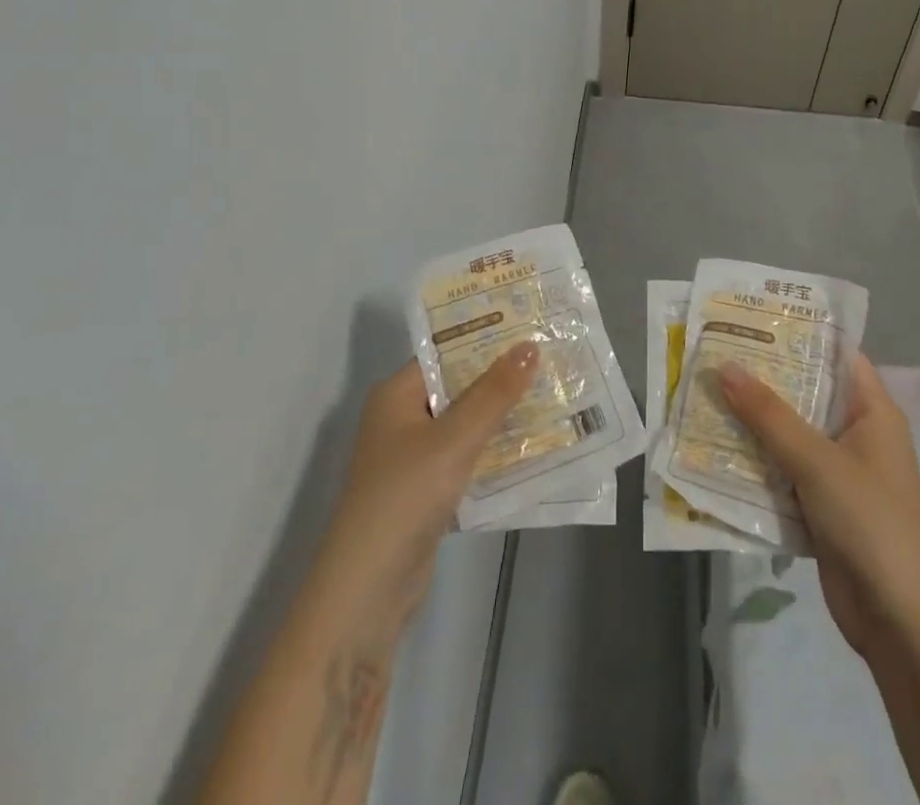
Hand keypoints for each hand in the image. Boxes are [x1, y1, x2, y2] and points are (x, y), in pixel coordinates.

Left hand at [311, 344, 539, 633]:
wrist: (367, 593)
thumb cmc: (405, 498)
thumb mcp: (454, 440)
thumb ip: (493, 394)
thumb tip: (529, 346)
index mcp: (396, 395)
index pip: (446, 353)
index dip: (486, 338)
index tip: (530, 325)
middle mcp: (402, 419)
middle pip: (458, 387)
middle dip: (501, 377)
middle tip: (551, 357)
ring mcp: (414, 457)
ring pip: (466, 423)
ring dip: (502, 414)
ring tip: (553, 394)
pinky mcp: (427, 491)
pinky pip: (467, 457)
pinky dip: (494, 450)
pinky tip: (534, 444)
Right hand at [718, 352, 919, 659]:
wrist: (898, 622)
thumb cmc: (869, 522)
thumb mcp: (816, 461)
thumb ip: (768, 414)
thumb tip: (724, 366)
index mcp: (872, 411)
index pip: (835, 355)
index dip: (798, 334)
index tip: (751, 318)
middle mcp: (857, 434)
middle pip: (806, 393)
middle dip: (763, 379)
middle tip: (715, 354)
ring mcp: (839, 471)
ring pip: (790, 433)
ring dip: (754, 421)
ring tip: (706, 393)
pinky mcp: (822, 505)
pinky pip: (784, 470)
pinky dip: (757, 460)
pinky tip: (718, 448)